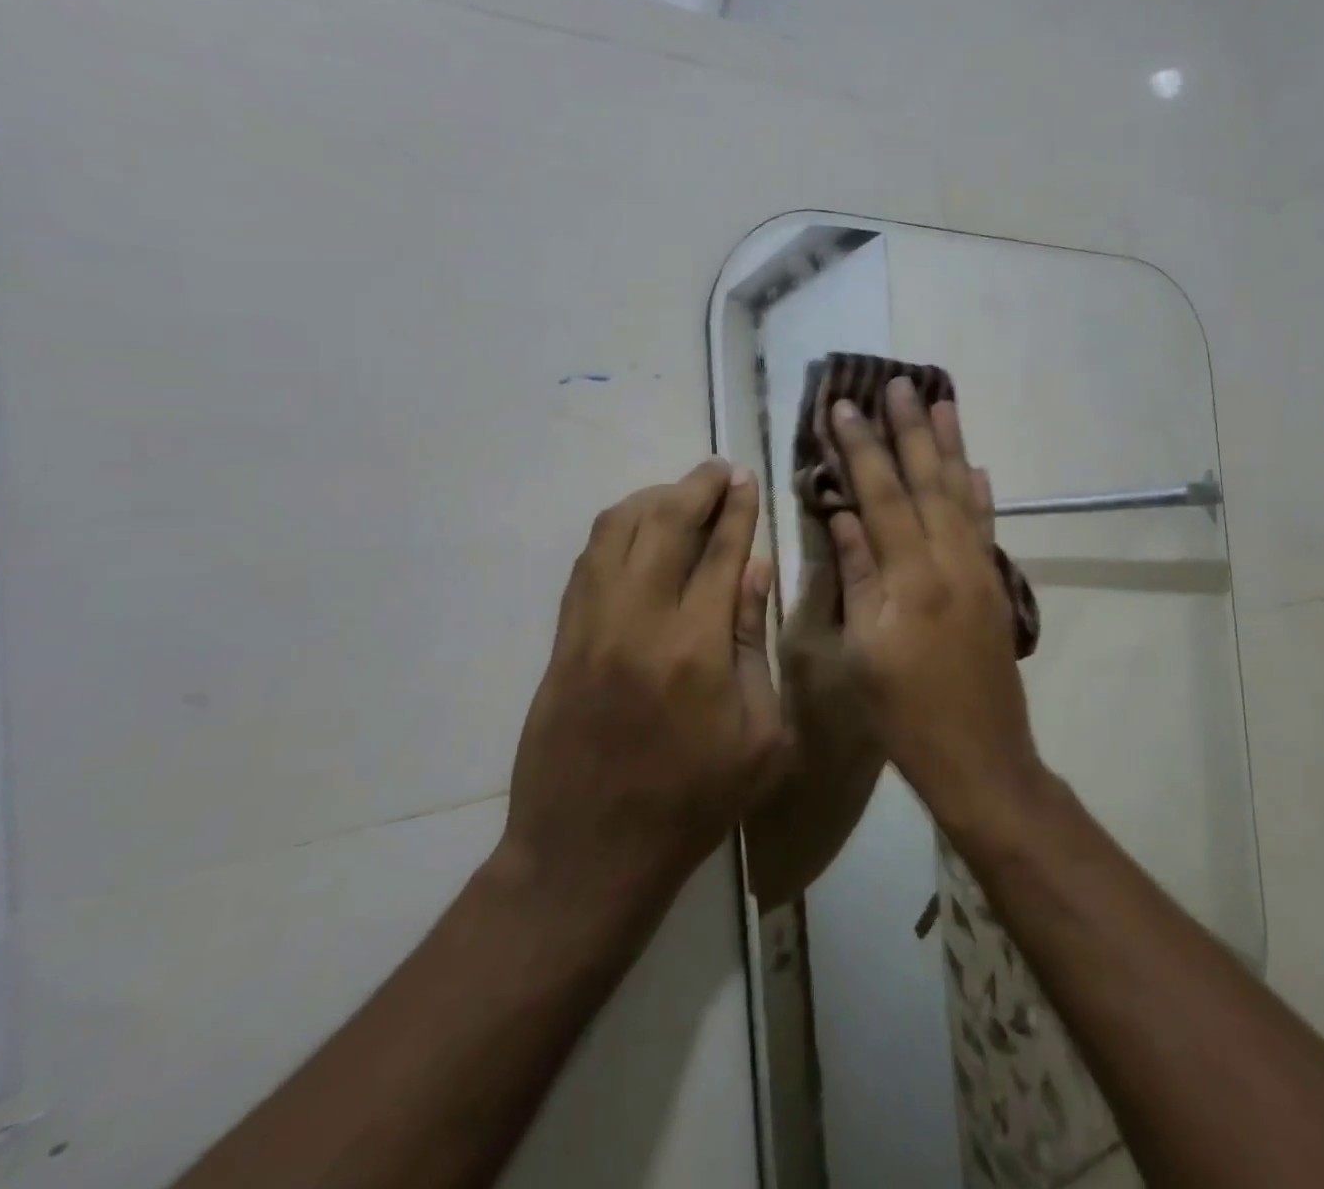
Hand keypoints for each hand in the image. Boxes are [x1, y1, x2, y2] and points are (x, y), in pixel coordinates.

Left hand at [495, 460, 790, 923]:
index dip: (736, 508)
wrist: (588, 853)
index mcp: (697, 648)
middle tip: (719, 470)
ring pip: (615, 532)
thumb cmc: (694, 802)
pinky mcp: (563, 641)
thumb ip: (757, 645)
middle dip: (696, 486)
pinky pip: (587, 563)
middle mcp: (639, 622)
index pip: (720, 552)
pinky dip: (615, 532)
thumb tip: (755, 571)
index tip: (746, 477)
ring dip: (651, 500)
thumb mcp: (760, 737)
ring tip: (680, 494)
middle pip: (664, 524)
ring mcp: (591, 628)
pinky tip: (636, 531)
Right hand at [827, 379, 1046, 831]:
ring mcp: (980, 571)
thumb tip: (844, 517)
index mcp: (911, 578)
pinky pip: (985, 526)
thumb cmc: (907, 715)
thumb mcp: (864, 651)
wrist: (982, 758)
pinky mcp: (995, 586)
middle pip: (928, 481)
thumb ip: (857, 578)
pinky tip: (976, 467)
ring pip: (962, 494)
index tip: (846, 406)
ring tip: (943, 401)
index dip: (863, 449)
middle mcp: (951, 562)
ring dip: (951, 446)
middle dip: (911, 430)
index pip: (882, 496)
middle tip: (900, 383)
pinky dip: (979, 493)